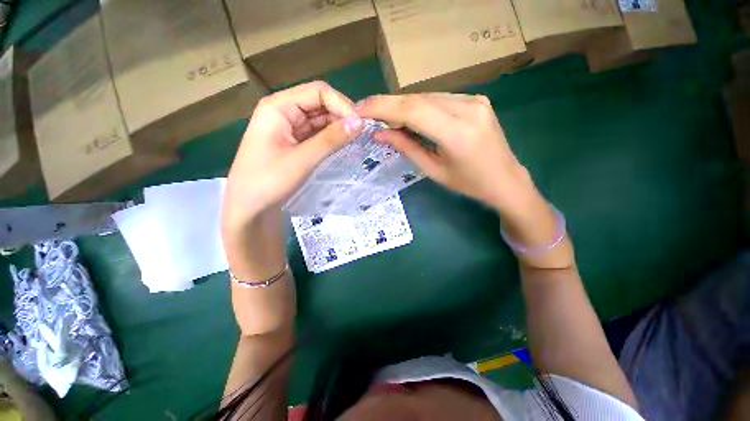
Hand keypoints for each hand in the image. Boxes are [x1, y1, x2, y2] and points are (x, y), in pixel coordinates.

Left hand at [223, 81, 362, 228]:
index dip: (341, 104)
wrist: (249, 208)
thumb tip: (359, 123)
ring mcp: (289, 128)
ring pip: (320, 120)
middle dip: (341, 116)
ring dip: (338, 128)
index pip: (317, 92)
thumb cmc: (268, 182)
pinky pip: (317, 134)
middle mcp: (284, 112)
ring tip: (356, 141)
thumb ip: (331, 140)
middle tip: (361, 135)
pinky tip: (343, 146)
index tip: (359, 125)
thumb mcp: (302, 160)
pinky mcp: (295, 143)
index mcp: (278, 107)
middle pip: (320, 104)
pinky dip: (331, 139)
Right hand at [356, 93, 534, 212]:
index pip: (413, 110)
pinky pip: (440, 99)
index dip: (382, 107)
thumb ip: (407, 148)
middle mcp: (469, 108)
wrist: (507, 180)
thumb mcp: (433, 171)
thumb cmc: (469, 184)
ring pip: (427, 96)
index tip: (360, 110)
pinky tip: (411, 117)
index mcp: (458, 134)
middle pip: (418, 99)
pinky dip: (420, 106)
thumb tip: (379, 132)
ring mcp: (475, 100)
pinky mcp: (477, 99)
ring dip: (404, 106)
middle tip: (369, 113)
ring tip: (387, 118)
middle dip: (389, 105)